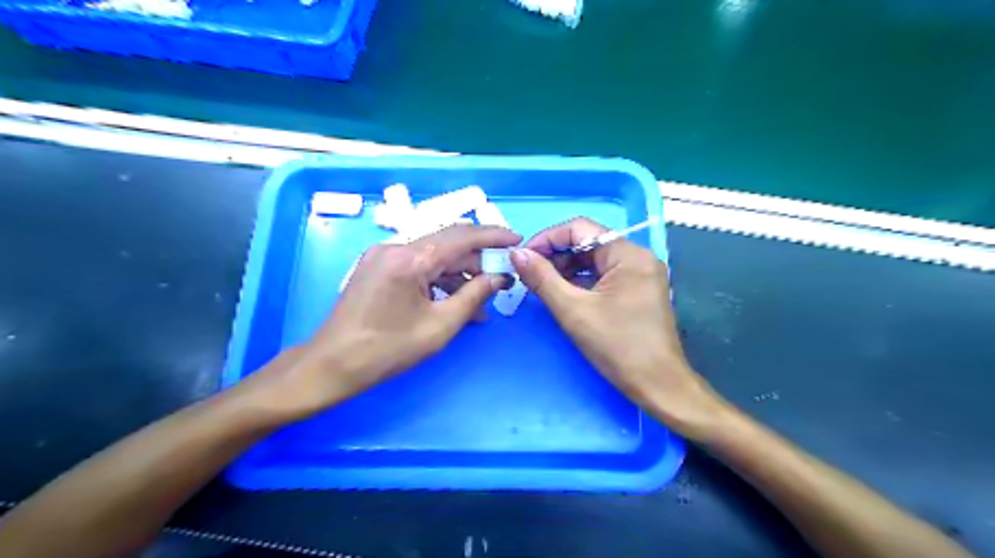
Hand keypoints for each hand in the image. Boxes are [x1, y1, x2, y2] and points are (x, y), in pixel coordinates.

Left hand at [245, 224, 521, 419]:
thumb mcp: (440, 326)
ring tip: (482, 299)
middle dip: (478, 259)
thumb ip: (474, 296)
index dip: (494, 236)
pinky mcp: (377, 267)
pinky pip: (417, 266)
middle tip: (503, 276)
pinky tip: (455, 301)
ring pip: (433, 256)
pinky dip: (439, 280)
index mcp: (410, 258)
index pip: (462, 236)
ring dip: (459, 274)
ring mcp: (383, 256)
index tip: (517, 240)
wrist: (332, 365)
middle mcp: (395, 247)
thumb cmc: (387, 350)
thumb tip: (499, 277)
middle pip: (448, 244)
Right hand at [513, 215, 727, 436]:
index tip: (523, 257)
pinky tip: (563, 294)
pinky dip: (581, 281)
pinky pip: (604, 275)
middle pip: (588, 242)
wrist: (658, 385)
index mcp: (628, 254)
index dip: (547, 239)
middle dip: (556, 256)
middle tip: (530, 275)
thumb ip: (542, 278)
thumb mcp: (573, 310)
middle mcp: (637, 257)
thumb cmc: (617, 346)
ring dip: (566, 269)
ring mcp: (640, 274)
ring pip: (594, 259)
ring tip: (542, 286)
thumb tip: (516, 253)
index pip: (580, 228)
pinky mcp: (638, 290)